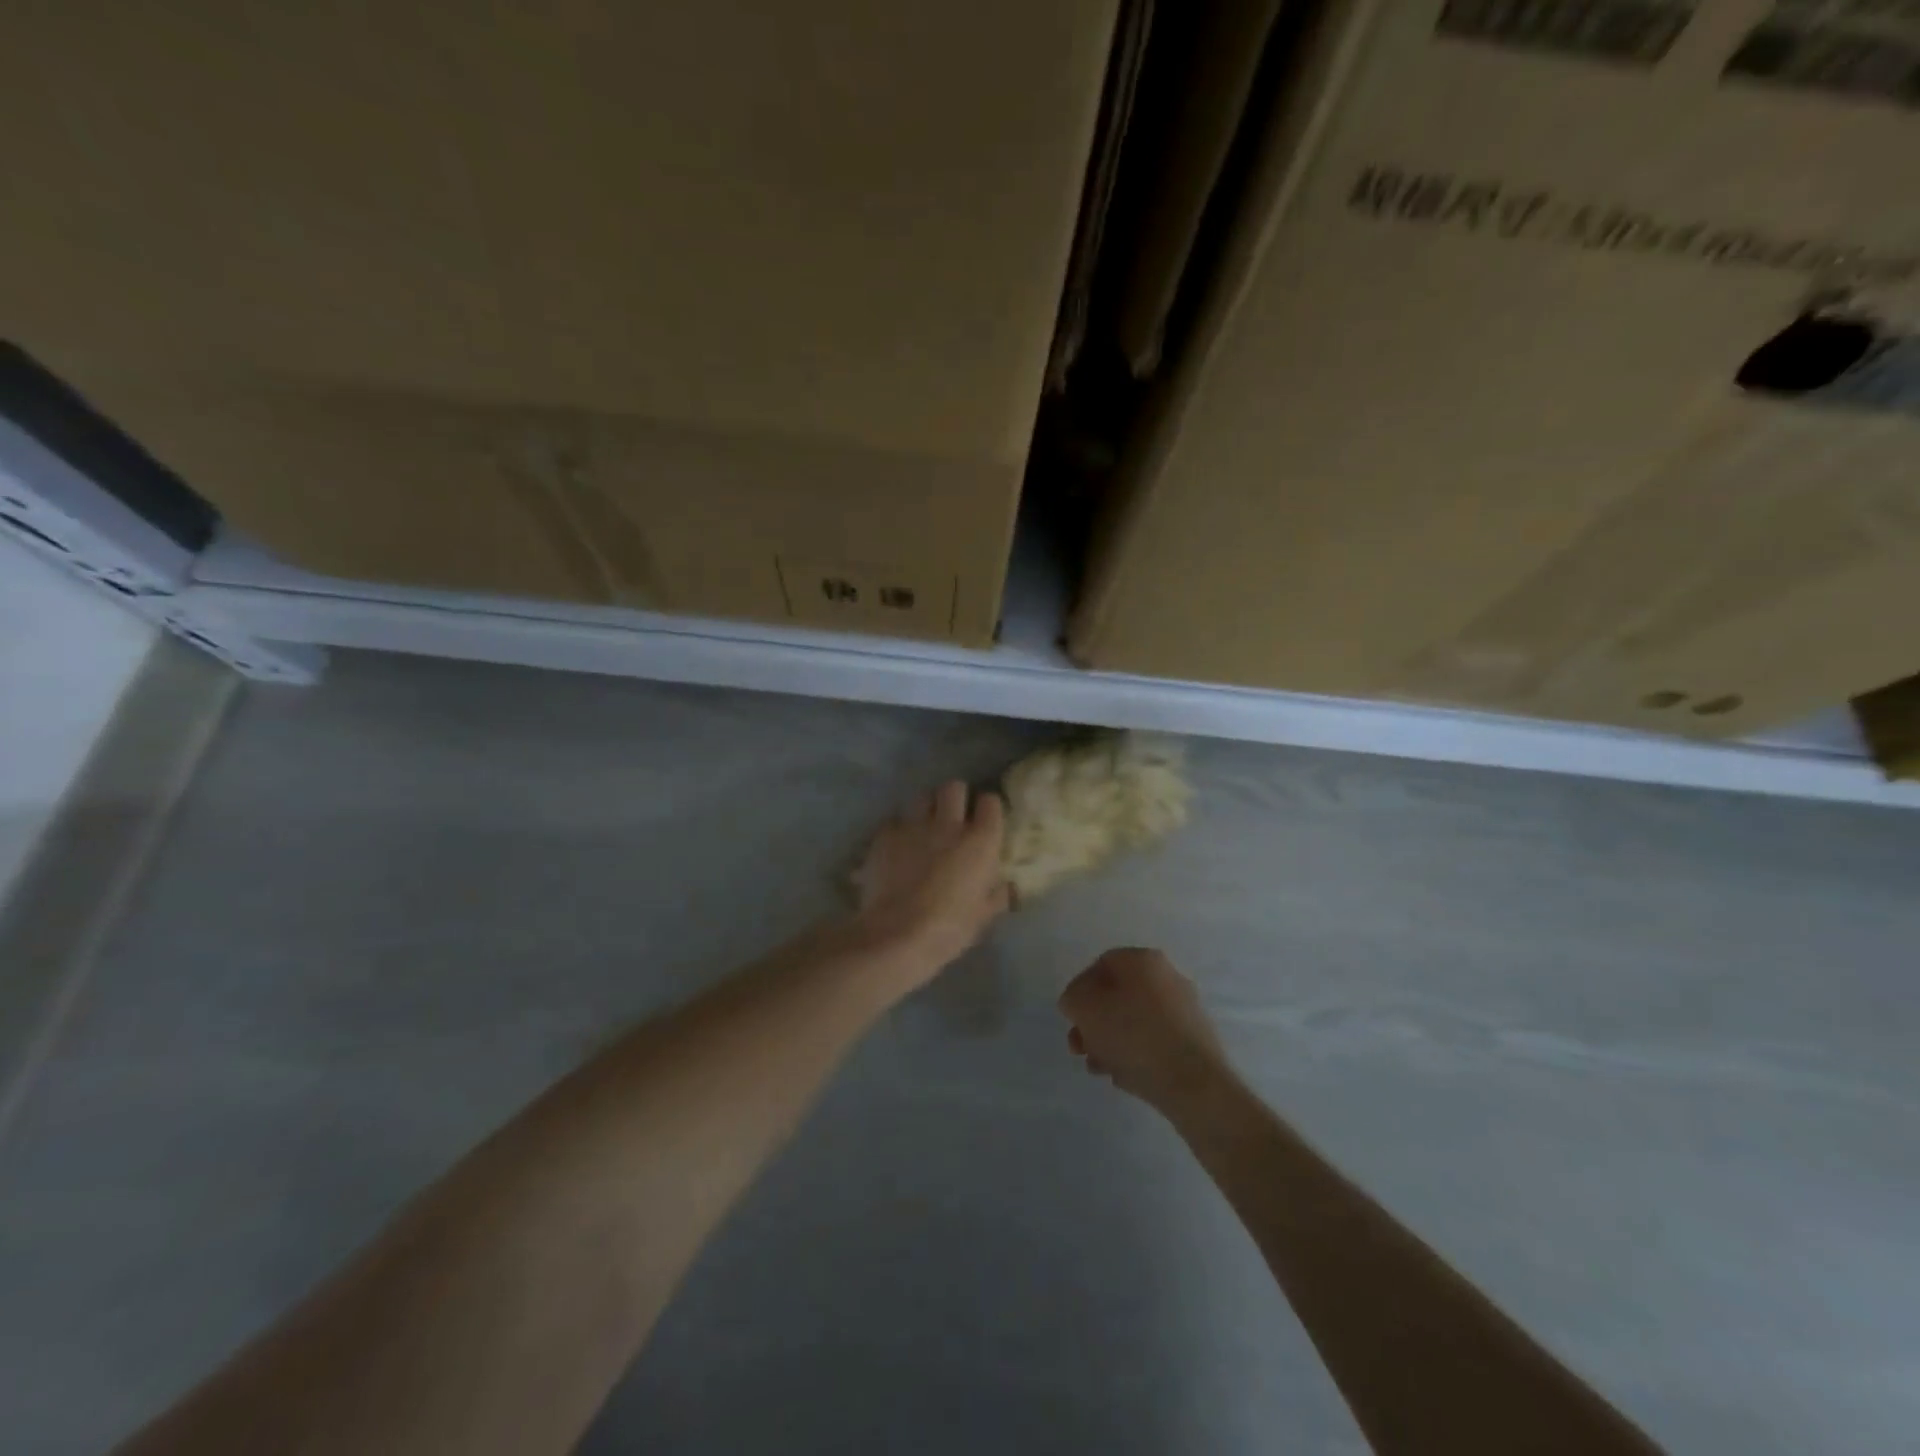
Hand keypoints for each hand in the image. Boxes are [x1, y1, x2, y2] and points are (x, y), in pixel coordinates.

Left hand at [852, 781, 1011, 987]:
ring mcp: (914, 826)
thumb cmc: (949, 929)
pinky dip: (898, 831)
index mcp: (981, 842)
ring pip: (923, 797)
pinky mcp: (885, 835)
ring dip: (926, 809)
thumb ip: (997, 894)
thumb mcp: (984, 916)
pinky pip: (895, 821)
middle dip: (955, 798)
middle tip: (953, 817)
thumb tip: (1006, 886)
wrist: (897, 934)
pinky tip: (897, 849)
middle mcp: (949, 825)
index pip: (990, 802)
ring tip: (923, 828)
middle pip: (954, 788)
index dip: (987, 809)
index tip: (984, 820)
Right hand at [1059, 948, 1231, 1112]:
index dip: (1079, 991)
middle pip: (1117, 996)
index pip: (1101, 965)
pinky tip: (1124, 1077)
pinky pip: (1154, 1042)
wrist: (1194, 1085)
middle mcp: (1168, 977)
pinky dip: (1136, 1055)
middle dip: (1093, 1023)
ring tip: (1099, 1068)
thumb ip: (1073, 998)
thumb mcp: (1085, 1009)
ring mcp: (1185, 1010)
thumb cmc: (1134, 1036)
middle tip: (1080, 1048)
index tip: (1072, 1019)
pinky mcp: (1195, 1041)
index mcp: (1144, 960)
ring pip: (1134, 1022)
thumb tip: (1079, 1002)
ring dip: (1110, 1043)